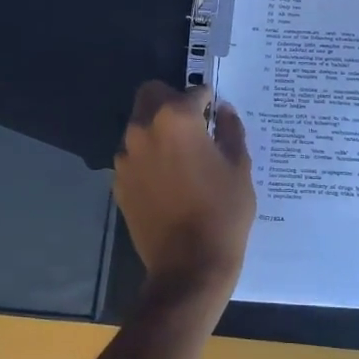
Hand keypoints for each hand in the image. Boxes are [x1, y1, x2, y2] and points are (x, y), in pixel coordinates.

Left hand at [114, 82, 255, 309]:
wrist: (189, 266)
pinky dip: (147, 157)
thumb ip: (230, 130)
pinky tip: (167, 181)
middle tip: (193, 124)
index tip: (216, 113)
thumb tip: (223, 111)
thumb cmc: (223, 212)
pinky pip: (133, 156)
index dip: (208, 100)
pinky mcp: (119, 181)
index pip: (193, 91)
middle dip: (172, 100)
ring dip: (157, 129)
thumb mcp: (239, 167)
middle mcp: (143, 129)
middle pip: (151, 94)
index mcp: (176, 119)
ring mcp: (126, 156)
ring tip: (180, 156)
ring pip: (139, 124)